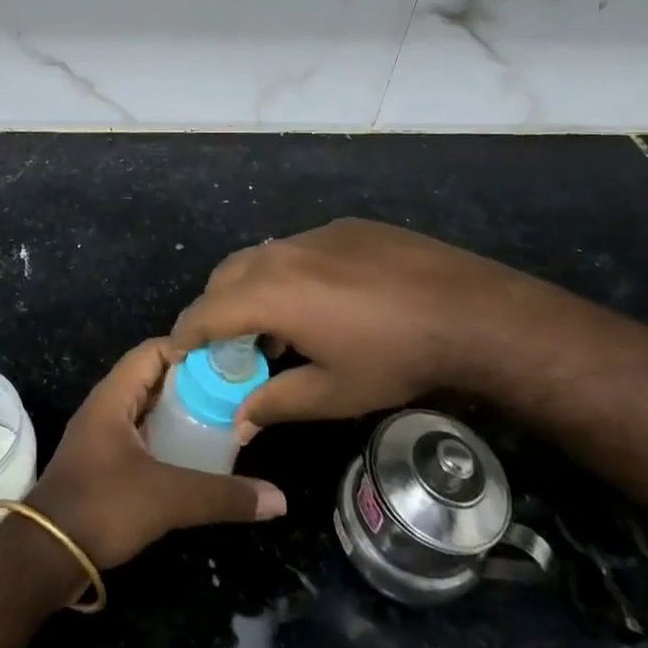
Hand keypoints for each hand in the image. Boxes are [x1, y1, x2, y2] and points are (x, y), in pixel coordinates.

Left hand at [26, 339, 286, 568]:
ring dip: (180, 410)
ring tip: (223, 418)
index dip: (189, 349)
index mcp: (113, 396)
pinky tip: (195, 453)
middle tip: (234, 391)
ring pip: (147, 407)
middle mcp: (106, 406)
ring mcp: (102, 435)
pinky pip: (142, 433)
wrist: (46, 557)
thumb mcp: (167, 498)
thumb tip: (279, 499)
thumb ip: (222, 495)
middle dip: (192, 381)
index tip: (228, 361)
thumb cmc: (102, 507)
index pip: (153, 350)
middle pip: (153, 376)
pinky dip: (167, 435)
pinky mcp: (104, 462)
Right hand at [171, 219, 582, 428]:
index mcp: (270, 293)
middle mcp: (281, 253)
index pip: (206, 310)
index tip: (179, 354)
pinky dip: (288, 273)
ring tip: (276, 327)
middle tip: (227, 344)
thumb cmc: (394, 357)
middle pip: (226, 275)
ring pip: (261, 257)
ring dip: (251, 288)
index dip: (186, 333)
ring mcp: (314, 234)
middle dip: (215, 307)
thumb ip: (275, 402)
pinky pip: (297, 248)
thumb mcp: (333, 393)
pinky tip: (322, 301)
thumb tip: (237, 420)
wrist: (469, 309)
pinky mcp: (344, 227)